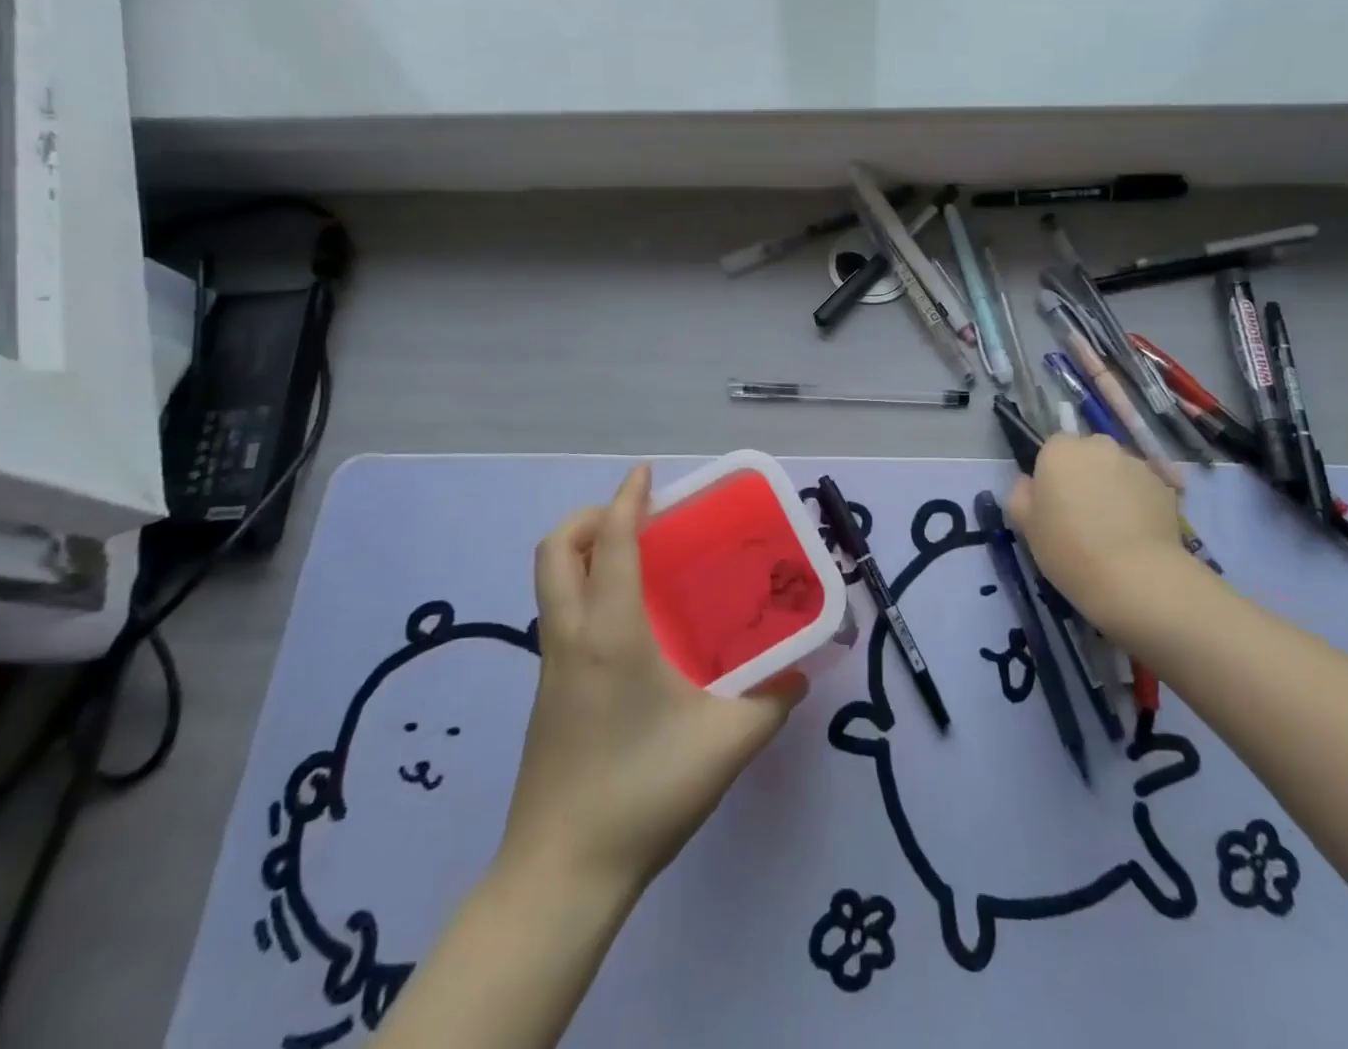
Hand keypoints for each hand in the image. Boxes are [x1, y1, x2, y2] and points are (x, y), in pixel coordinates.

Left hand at [499, 465, 806, 896]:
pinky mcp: (547, 693)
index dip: (626, 498)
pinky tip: (630, 626)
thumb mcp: (724, 745)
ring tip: (637, 561)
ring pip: (551, 582)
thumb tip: (800, 674)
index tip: (645, 474)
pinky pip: (559, 615)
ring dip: (584, 552)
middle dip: (591, 518)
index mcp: (610, 633)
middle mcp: (571, 636)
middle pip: (556, 550)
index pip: (611, 542)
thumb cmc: (642, 794)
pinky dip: (584, 590)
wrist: (561, 875)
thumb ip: (771, 704)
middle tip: (637, 519)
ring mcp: (551, 666)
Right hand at [1007, 434, 1203, 630]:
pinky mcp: (1165, 487)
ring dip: (1114, 487)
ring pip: (1118, 470)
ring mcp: (1136, 464)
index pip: (1053, 448)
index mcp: (1060, 451)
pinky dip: (1139, 503)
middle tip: (1083, 513)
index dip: (1053, 474)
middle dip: (1086, 474)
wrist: (1134, 577)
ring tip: (1114, 528)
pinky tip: (1137, 535)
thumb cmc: (1068, 548)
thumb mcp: (1026, 525)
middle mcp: (1099, 447)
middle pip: (1089, 454)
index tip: (1054, 502)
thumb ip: (1021, 494)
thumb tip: (1029, 483)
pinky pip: (1143, 489)